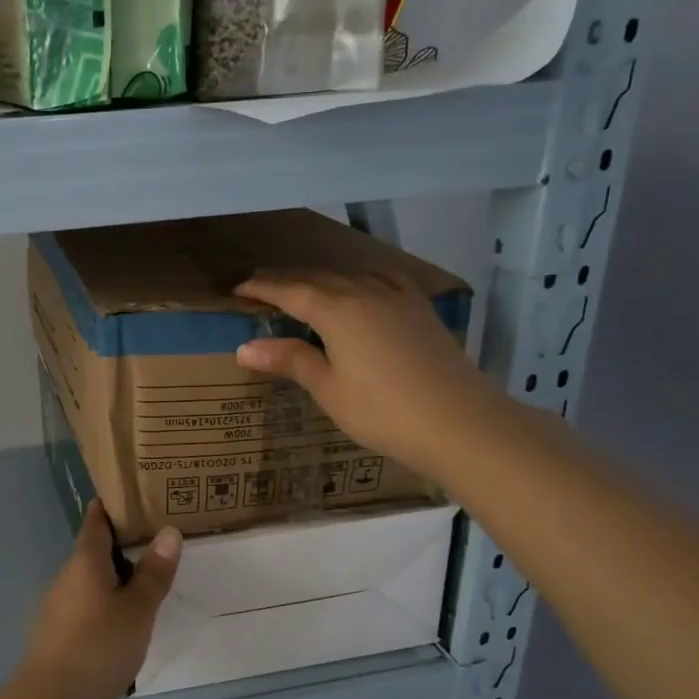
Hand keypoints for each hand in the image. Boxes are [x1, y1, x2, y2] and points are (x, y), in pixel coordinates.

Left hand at [19, 500, 180, 698]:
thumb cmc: (99, 646)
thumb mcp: (137, 609)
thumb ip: (153, 572)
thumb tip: (168, 530)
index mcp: (84, 561)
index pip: (95, 521)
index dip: (110, 507)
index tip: (130, 496)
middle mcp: (65, 576)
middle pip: (92, 551)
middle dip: (119, 545)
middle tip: (154, 541)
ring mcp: (56, 605)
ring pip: (88, 580)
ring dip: (112, 577)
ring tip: (144, 582)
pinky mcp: (55, 633)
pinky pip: (83, 604)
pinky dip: (102, 602)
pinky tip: (120, 621)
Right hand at [233, 268, 502, 478]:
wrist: (460, 422)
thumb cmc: (383, 411)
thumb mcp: (328, 389)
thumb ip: (290, 361)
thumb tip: (244, 347)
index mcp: (337, 311)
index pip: (290, 291)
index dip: (262, 288)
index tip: (238, 288)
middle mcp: (366, 294)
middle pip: (319, 278)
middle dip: (287, 279)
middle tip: (262, 285)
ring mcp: (399, 299)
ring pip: (352, 276)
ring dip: (323, 277)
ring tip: (305, 286)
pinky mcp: (422, 311)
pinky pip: (385, 281)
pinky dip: (363, 279)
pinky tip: (365, 287)